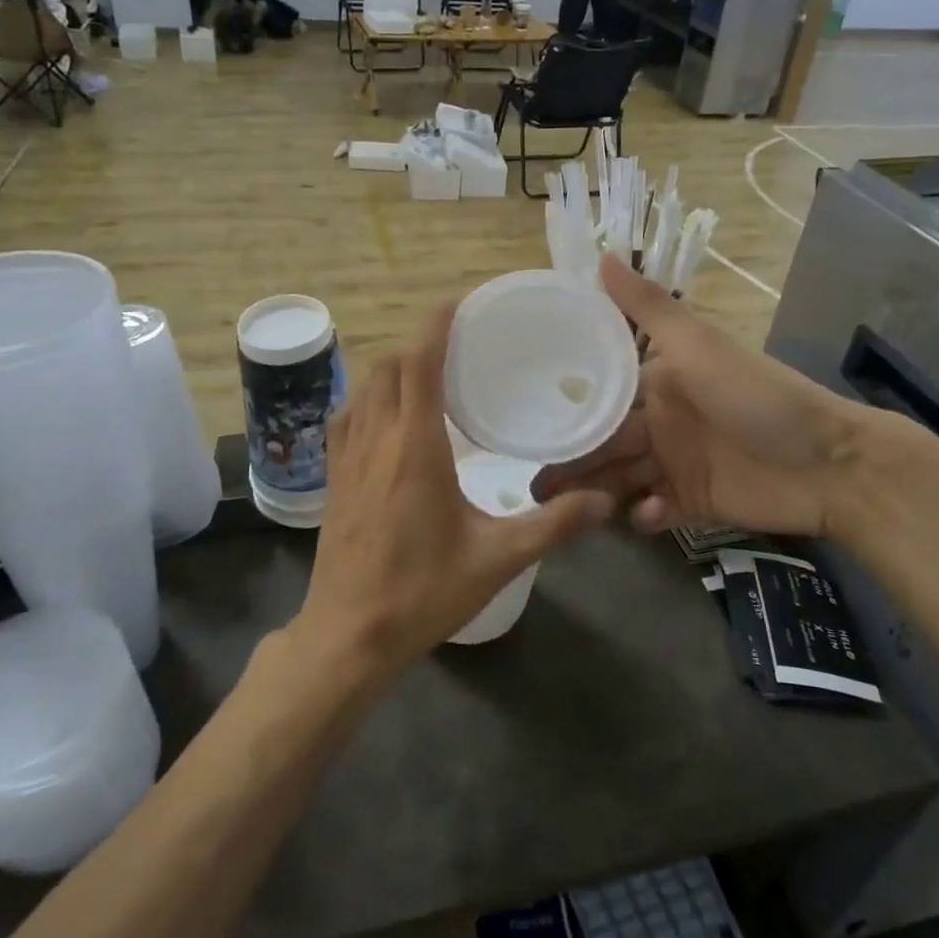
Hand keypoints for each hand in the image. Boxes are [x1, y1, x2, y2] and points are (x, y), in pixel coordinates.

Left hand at [292, 305, 613, 681]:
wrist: (349, 634)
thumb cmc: (423, 591)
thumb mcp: (498, 558)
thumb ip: (554, 524)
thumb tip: (605, 501)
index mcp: (414, 446)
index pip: (419, 363)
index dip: (436, 326)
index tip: (457, 303)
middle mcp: (376, 438)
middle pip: (389, 367)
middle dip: (419, 346)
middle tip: (456, 350)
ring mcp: (346, 457)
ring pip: (365, 388)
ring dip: (393, 371)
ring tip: (428, 378)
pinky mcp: (332, 478)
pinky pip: (346, 417)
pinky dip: (369, 399)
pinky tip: (388, 419)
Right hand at [532, 258, 878, 540]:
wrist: (830, 464)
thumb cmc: (757, 397)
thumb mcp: (698, 345)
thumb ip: (647, 307)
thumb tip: (600, 255)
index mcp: (656, 384)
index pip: (599, 398)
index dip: (567, 412)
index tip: (527, 428)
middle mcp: (659, 423)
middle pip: (603, 445)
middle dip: (571, 463)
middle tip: (535, 486)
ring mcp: (675, 465)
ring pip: (620, 479)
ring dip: (595, 492)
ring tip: (565, 511)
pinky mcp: (692, 504)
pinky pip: (653, 511)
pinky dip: (643, 515)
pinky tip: (641, 515)